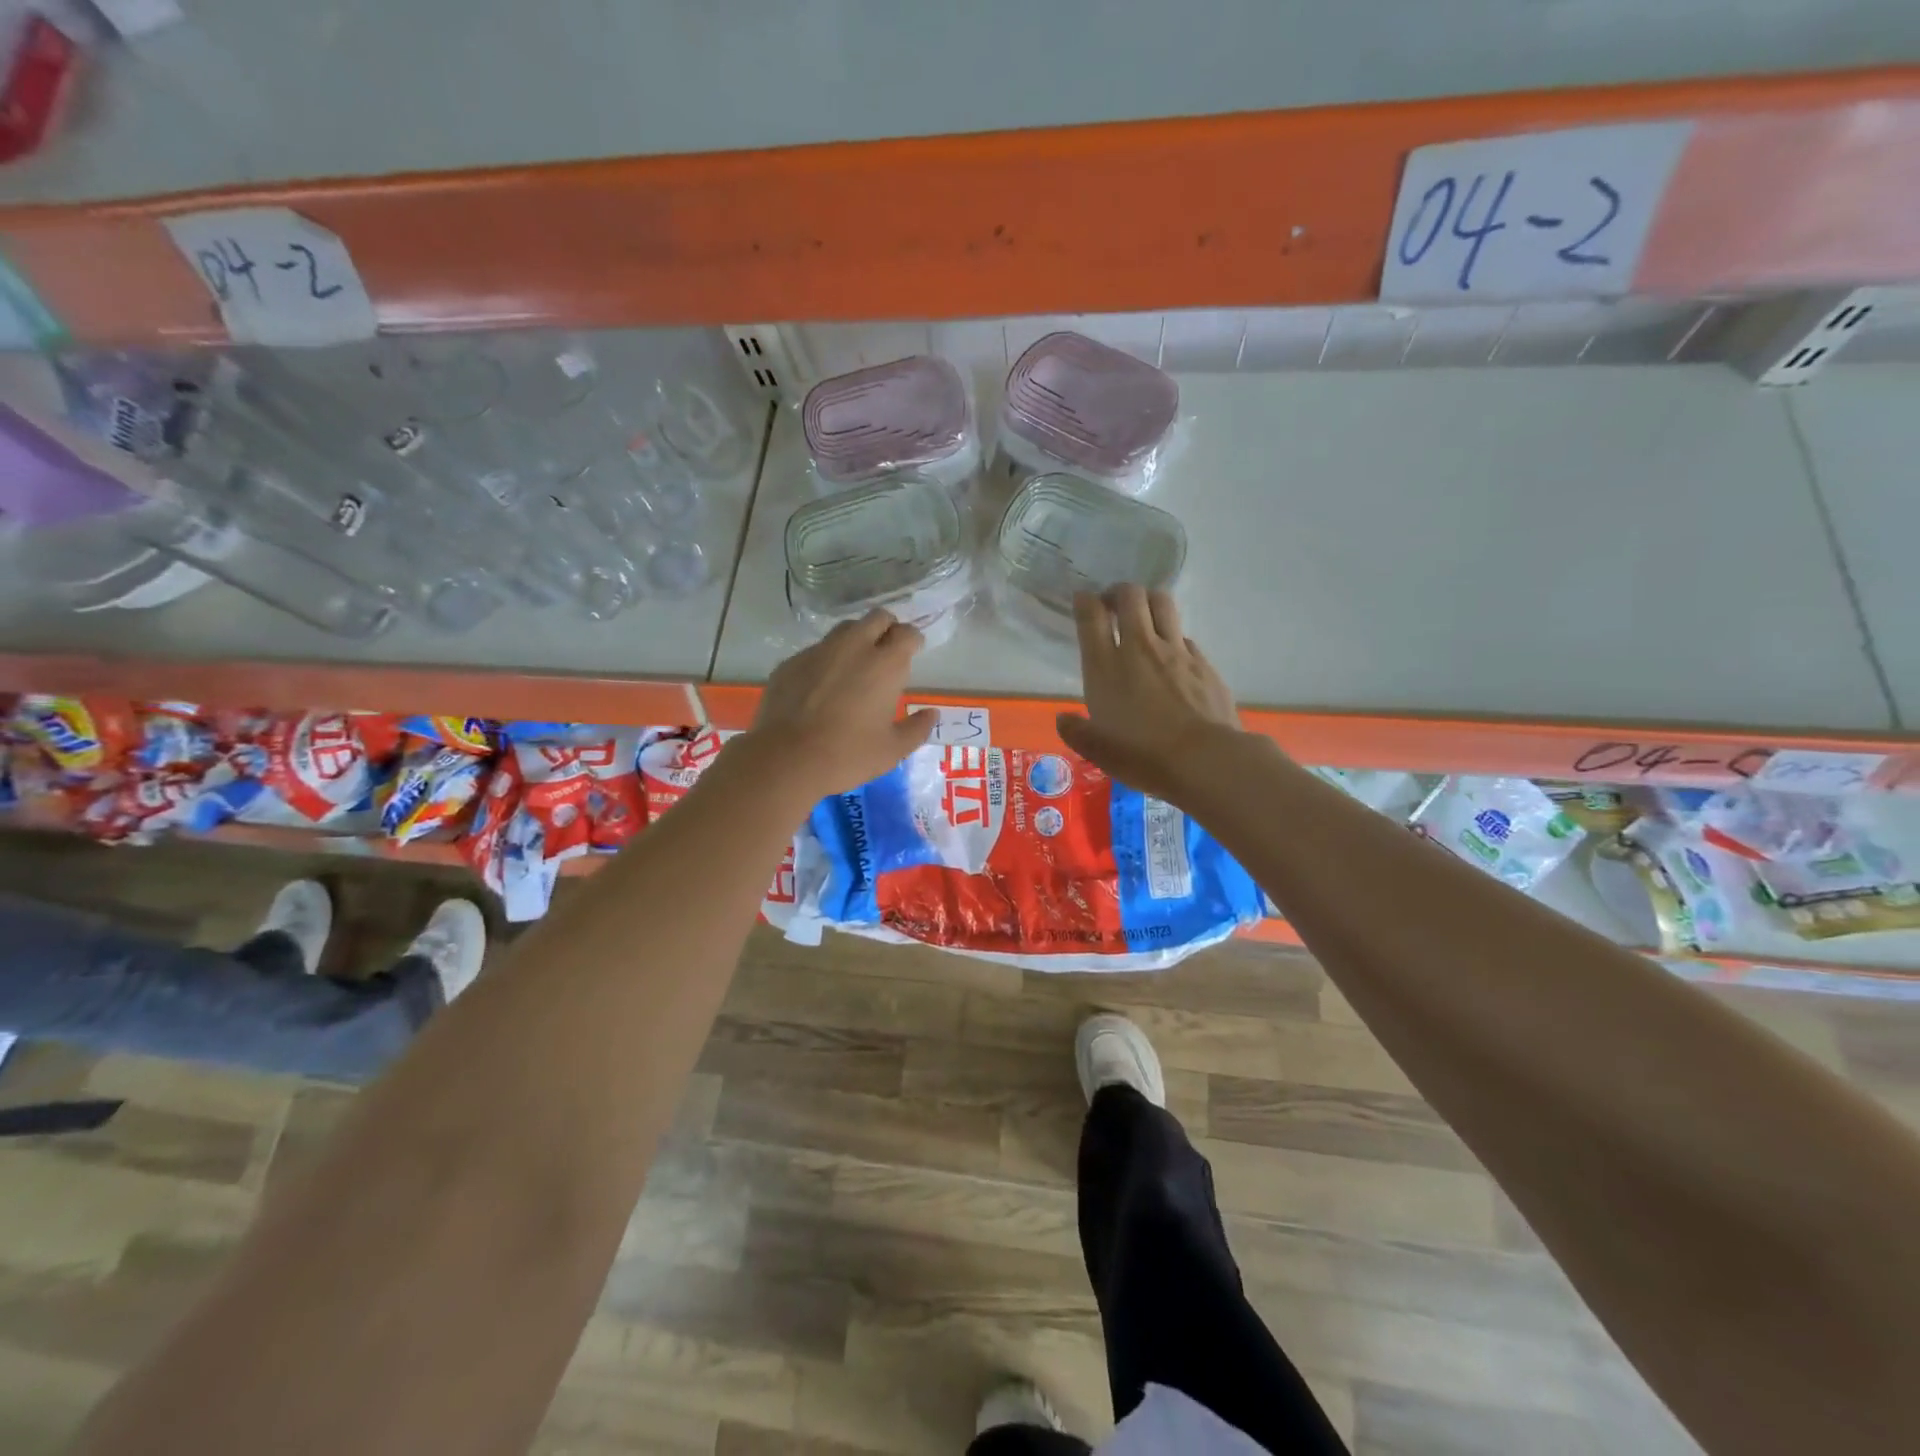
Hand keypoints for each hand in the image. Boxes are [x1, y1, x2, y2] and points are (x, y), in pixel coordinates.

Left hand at [748, 609, 937, 796]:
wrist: (786, 759)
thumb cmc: (849, 755)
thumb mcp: (893, 750)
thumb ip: (917, 728)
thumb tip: (931, 714)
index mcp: (885, 664)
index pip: (907, 633)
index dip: (913, 640)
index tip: (913, 652)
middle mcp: (854, 647)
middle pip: (877, 617)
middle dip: (887, 628)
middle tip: (887, 651)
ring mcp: (819, 651)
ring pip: (845, 629)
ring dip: (857, 639)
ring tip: (855, 665)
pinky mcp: (791, 662)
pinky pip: (816, 650)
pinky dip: (826, 660)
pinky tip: (822, 685)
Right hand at [1056, 586, 1243, 801]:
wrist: (1204, 759)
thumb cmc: (1143, 756)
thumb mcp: (1098, 751)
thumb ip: (1076, 732)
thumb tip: (1063, 719)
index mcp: (1105, 667)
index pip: (1091, 616)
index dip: (1084, 601)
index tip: (1083, 600)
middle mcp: (1139, 648)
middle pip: (1130, 596)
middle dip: (1119, 592)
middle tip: (1113, 605)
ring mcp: (1175, 651)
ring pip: (1162, 603)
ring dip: (1149, 601)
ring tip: (1144, 616)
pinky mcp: (1203, 662)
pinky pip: (1184, 636)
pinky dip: (1174, 637)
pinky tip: (1172, 656)